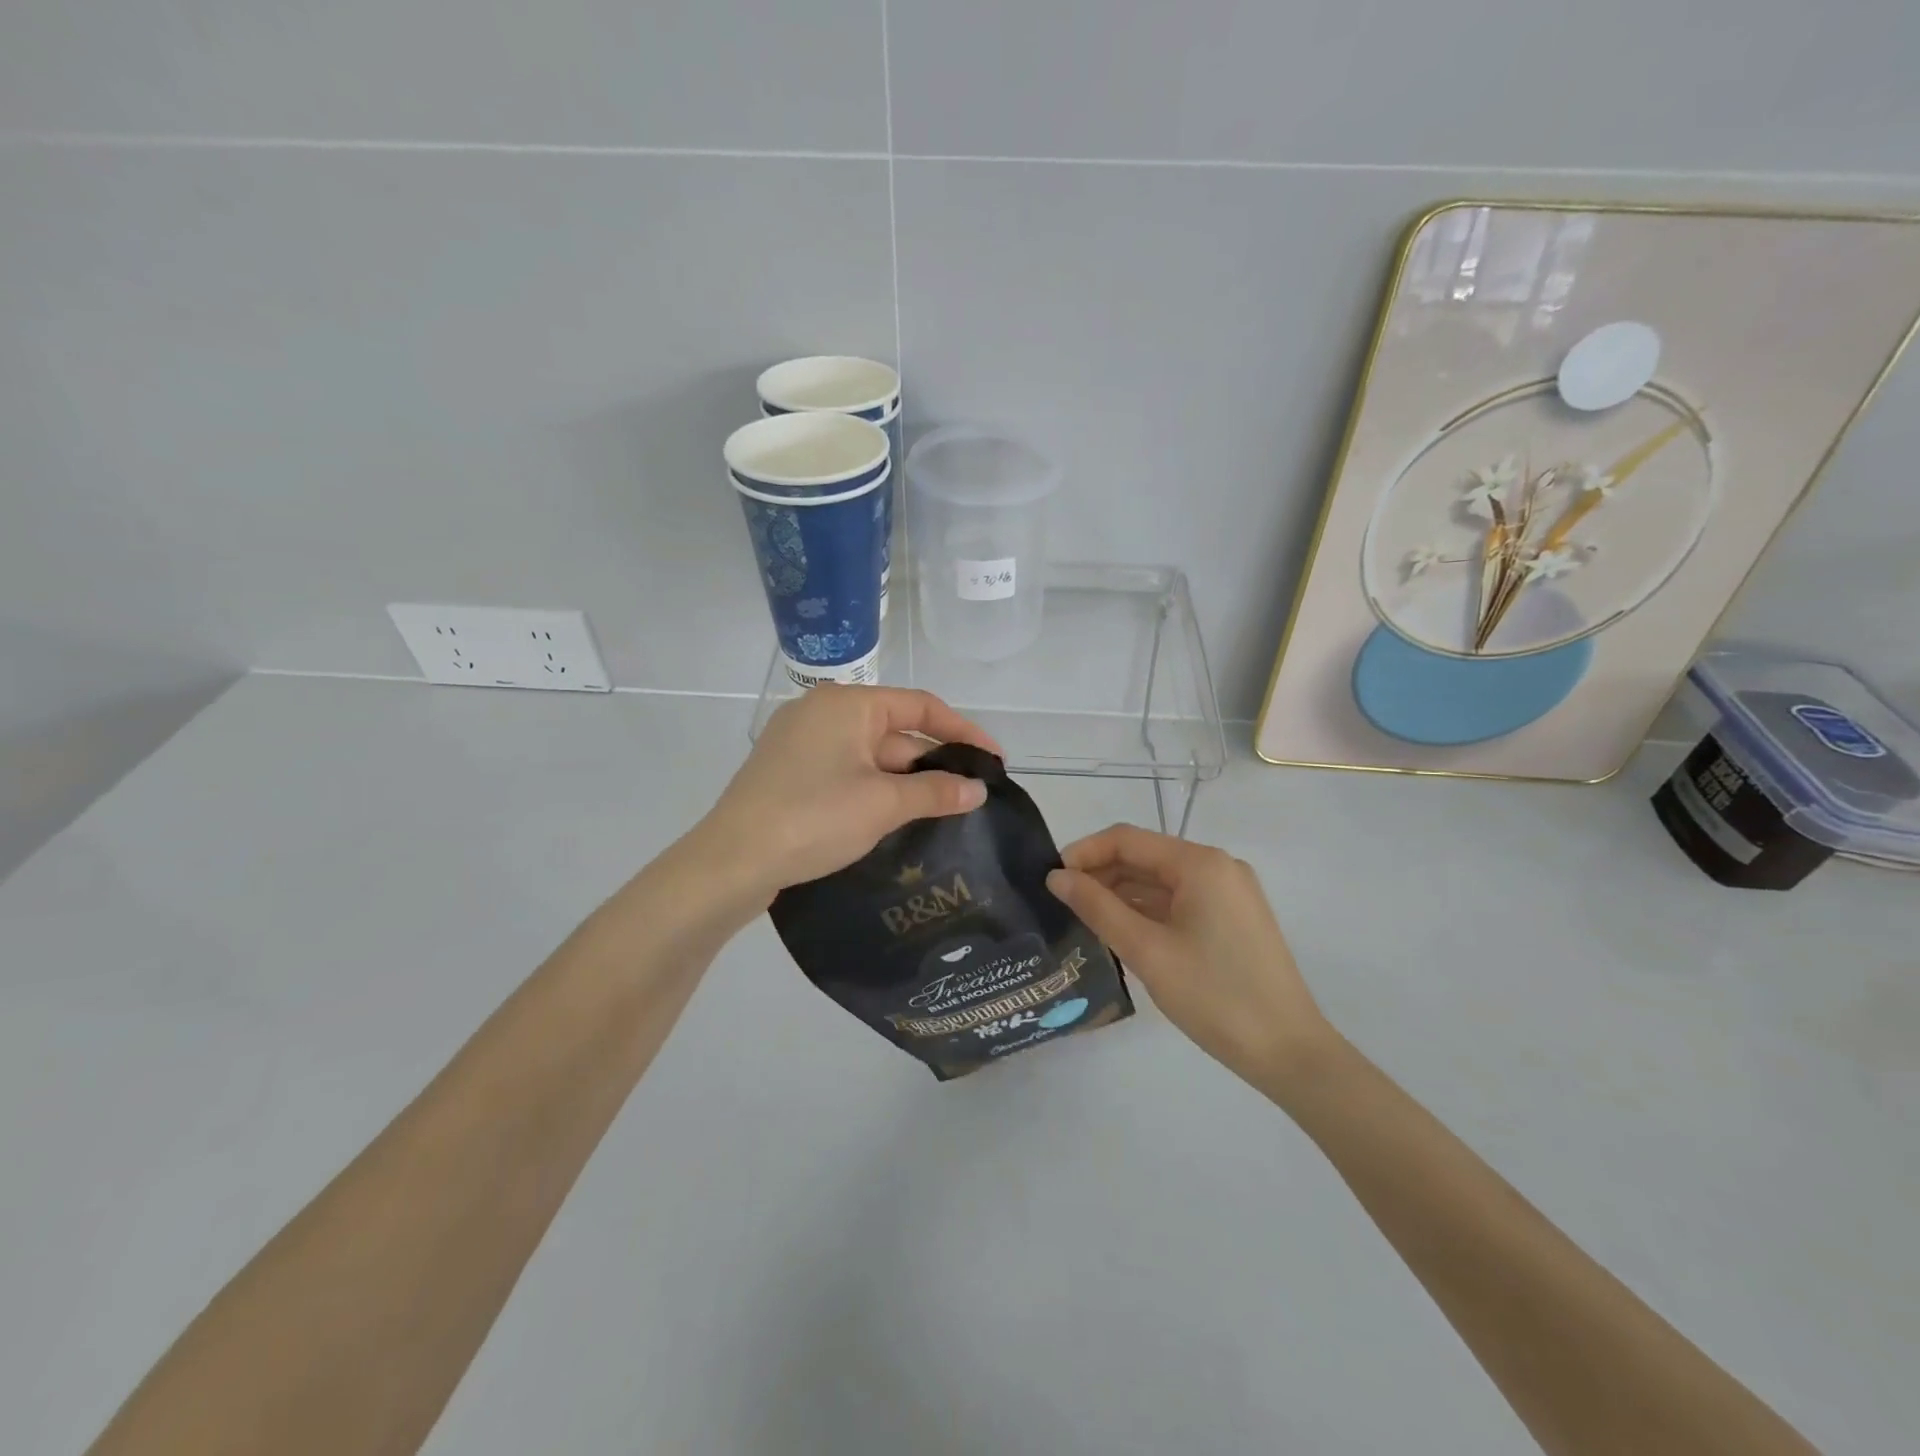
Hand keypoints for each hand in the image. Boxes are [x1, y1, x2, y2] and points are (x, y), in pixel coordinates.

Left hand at [694, 686, 1001, 904]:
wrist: (731, 862)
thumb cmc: (813, 818)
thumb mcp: (883, 804)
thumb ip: (935, 792)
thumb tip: (978, 789)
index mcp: (848, 704)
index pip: (920, 706)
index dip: (963, 731)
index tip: (994, 760)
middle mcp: (823, 712)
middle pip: (895, 731)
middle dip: (933, 762)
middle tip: (972, 794)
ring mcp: (802, 742)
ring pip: (870, 755)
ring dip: (906, 781)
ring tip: (944, 810)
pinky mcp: (790, 772)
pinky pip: (847, 772)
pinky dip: (876, 789)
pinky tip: (897, 817)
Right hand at [1046, 824, 1332, 1090]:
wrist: (1290, 1053)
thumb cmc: (1215, 996)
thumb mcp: (1147, 951)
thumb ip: (1098, 908)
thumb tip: (1056, 877)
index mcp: (1200, 863)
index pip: (1127, 839)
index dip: (1085, 852)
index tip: (1051, 878)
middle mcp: (1217, 866)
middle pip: (1145, 856)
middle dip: (1101, 873)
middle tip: (1062, 903)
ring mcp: (1229, 892)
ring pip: (1161, 880)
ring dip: (1122, 893)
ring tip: (1084, 918)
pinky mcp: (1233, 918)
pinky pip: (1180, 900)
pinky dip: (1148, 910)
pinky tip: (1122, 930)